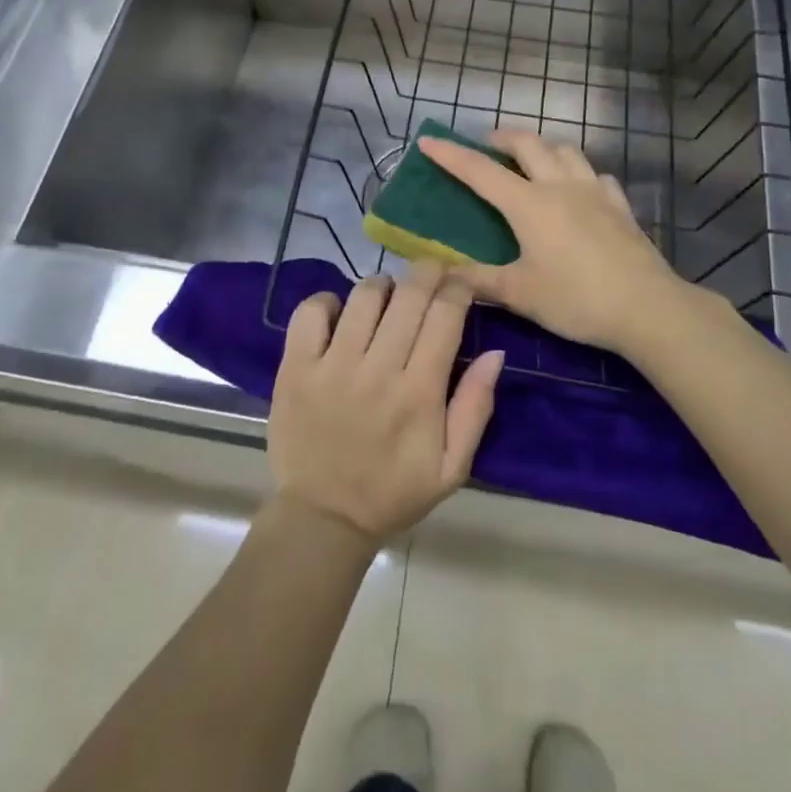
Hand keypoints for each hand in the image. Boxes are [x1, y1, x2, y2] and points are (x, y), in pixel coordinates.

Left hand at [268, 262, 503, 544]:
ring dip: (383, 286)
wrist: (323, 519)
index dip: (458, 287)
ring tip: (388, 296)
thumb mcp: (452, 467)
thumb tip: (495, 352)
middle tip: (432, 272)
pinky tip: (339, 312)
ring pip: (364, 296)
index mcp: (419, 393)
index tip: (461, 281)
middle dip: (427, 272)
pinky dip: (327, 301)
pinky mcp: (295, 368)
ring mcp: (332, 366)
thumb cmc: (393, 492)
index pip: (445, 316)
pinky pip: (310, 312)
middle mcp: (378, 370)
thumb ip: (476, 407)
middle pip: (409, 296)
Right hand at [418, 130, 729, 358]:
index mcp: (528, 204)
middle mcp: (559, 186)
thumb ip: (478, 281)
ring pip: (566, 150)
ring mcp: (594, 191)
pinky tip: (580, 189)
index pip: (480, 171)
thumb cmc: (576, 299)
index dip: (451, 155)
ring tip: (532, 160)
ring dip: (543, 147)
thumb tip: (441, 275)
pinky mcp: (620, 206)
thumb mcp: (520, 294)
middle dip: (502, 138)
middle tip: (486, 145)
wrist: (647, 307)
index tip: (428, 140)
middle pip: (528, 145)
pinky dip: (580, 173)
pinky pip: (596, 176)